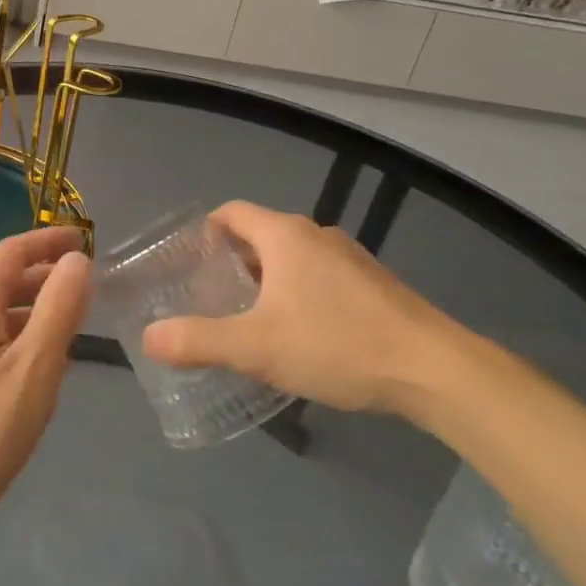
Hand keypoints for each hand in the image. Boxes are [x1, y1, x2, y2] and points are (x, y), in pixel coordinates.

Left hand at [0, 226, 91, 534]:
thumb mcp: (35, 366)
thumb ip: (59, 308)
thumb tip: (77, 260)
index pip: (12, 252)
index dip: (48, 240)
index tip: (84, 238)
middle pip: (2, 280)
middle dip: (43, 275)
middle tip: (84, 284)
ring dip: (32, 308)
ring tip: (69, 323)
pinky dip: (18, 337)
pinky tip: (37, 365)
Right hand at [142, 201, 492, 419]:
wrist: (435, 370)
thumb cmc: (337, 345)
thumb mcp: (257, 348)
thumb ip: (199, 341)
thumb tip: (150, 338)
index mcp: (285, 236)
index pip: (231, 214)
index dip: (204, 233)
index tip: (187, 265)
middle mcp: (316, 235)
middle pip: (259, 237)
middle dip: (230, 264)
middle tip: (208, 300)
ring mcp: (350, 258)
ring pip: (291, 259)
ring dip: (264, 282)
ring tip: (247, 321)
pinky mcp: (373, 284)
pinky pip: (319, 277)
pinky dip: (296, 294)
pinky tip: (298, 336)